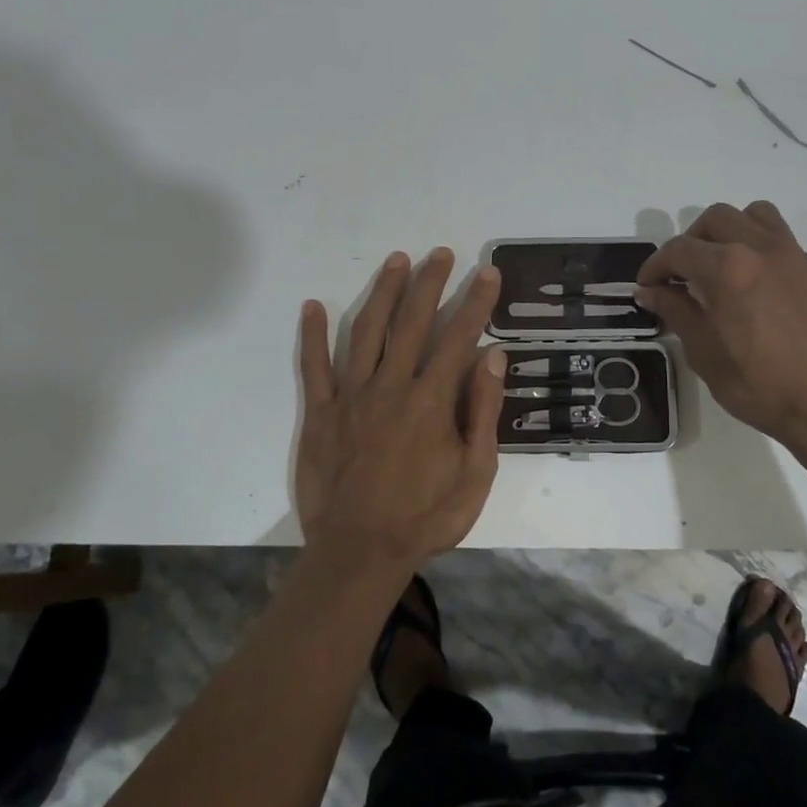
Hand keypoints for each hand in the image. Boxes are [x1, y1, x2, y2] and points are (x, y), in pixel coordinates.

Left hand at [296, 248, 505, 578]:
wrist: (360, 553)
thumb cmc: (426, 517)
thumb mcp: (475, 473)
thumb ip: (484, 411)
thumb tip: (494, 356)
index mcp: (432, 401)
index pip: (459, 337)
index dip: (476, 302)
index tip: (487, 272)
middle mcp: (391, 387)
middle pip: (413, 322)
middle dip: (430, 283)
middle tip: (441, 253)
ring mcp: (352, 397)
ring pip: (367, 332)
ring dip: (383, 293)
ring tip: (397, 261)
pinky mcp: (321, 413)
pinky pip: (315, 367)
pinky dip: (312, 335)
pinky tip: (313, 306)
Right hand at [636, 202, 806, 447]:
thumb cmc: (758, 385)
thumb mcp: (703, 352)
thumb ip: (676, 311)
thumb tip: (650, 291)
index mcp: (727, 269)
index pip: (679, 250)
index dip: (655, 266)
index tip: (648, 286)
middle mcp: (761, 250)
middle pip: (716, 219)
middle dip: (692, 241)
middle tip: (683, 274)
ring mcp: (795, 257)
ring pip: (756, 216)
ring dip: (731, 231)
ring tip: (723, 265)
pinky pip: (784, 244)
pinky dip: (761, 252)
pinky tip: (759, 290)